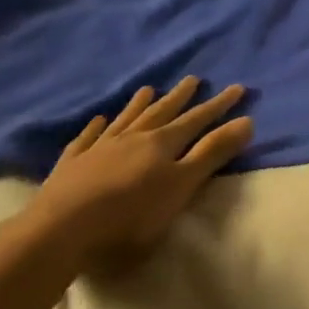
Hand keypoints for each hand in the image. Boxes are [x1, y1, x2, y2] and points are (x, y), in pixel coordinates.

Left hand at [28, 77, 252, 271]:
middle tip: (193, 78)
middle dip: (180, 97)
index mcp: (163, 143)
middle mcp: (133, 138)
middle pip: (161, 112)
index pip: (197, 119)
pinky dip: (95, 128)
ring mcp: (99, 149)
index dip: (218, 105)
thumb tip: (248, 120)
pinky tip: (97, 120)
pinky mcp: (71, 165)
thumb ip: (212, 154)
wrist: (60, 230)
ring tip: (149, 88)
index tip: (237, 87)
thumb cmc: (129, 214)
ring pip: (125, 120)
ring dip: (139, 105)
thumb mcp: (181, 187)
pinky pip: (86, 139)